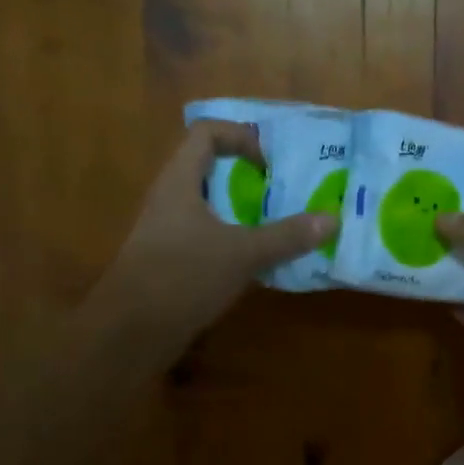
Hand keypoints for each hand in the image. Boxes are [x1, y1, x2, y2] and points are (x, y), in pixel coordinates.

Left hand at [103, 121, 335, 337]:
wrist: (132, 331)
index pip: (206, 133)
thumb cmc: (183, 276)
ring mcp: (167, 231)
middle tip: (283, 193)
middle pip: (209, 169)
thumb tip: (332, 219)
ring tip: (277, 225)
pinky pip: (206, 236)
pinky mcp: (170, 260)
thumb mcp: (243, 254)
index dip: (240, 137)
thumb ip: (287, 236)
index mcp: (179, 181)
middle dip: (247, 177)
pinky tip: (256, 261)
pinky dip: (232, 240)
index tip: (268, 166)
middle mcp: (169, 199)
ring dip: (242, 211)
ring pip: (209, 205)